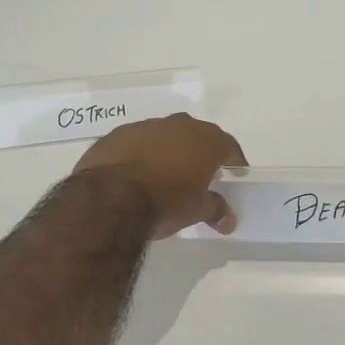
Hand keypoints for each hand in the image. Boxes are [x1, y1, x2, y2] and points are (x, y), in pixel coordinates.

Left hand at [73, 114, 247, 237]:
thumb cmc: (165, 202)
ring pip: (165, 136)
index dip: (234, 161)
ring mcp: (145, 126)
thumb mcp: (196, 211)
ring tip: (164, 175)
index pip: (229, 146)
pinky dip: (141, 154)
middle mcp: (178, 125)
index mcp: (205, 140)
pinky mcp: (117, 134)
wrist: (109, 199)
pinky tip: (135, 174)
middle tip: (200, 174)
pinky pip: (137, 142)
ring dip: (168, 151)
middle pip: (197, 135)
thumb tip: (229, 220)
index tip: (235, 174)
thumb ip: (215, 209)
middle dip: (200, 152)